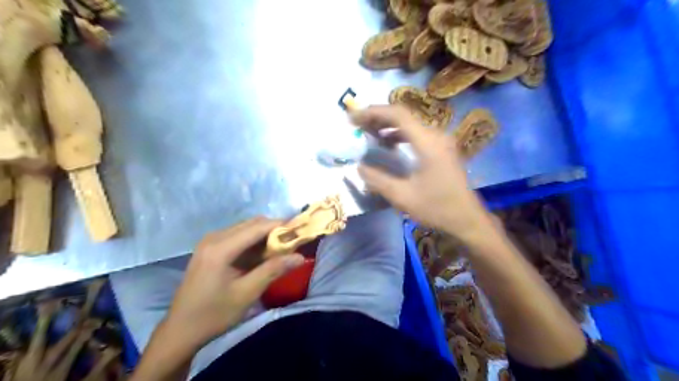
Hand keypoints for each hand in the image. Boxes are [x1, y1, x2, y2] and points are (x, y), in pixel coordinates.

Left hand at [163, 217, 301, 346]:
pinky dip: (254, 242)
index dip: (281, 225)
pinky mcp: (210, 248)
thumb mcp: (247, 293)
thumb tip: (300, 257)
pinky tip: (263, 255)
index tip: (301, 230)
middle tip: (293, 242)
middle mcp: (214, 238)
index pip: (258, 227)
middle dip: (274, 230)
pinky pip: (238, 237)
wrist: (180, 331)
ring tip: (282, 249)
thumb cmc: (213, 314)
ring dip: (265, 235)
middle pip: (252, 223)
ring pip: (246, 228)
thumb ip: (273, 270)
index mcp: (220, 248)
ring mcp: (210, 242)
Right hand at [353, 106, 490, 238]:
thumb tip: (359, 167)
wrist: (467, 220)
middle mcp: (436, 135)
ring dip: (388, 126)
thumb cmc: (436, 208)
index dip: (373, 112)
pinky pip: (417, 134)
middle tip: (358, 125)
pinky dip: (399, 135)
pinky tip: (389, 145)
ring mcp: (441, 141)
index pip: (397, 114)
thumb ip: (378, 180)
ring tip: (369, 133)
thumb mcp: (402, 196)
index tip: (353, 118)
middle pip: (404, 116)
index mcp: (427, 143)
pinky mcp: (442, 149)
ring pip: (410, 124)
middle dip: (378, 118)